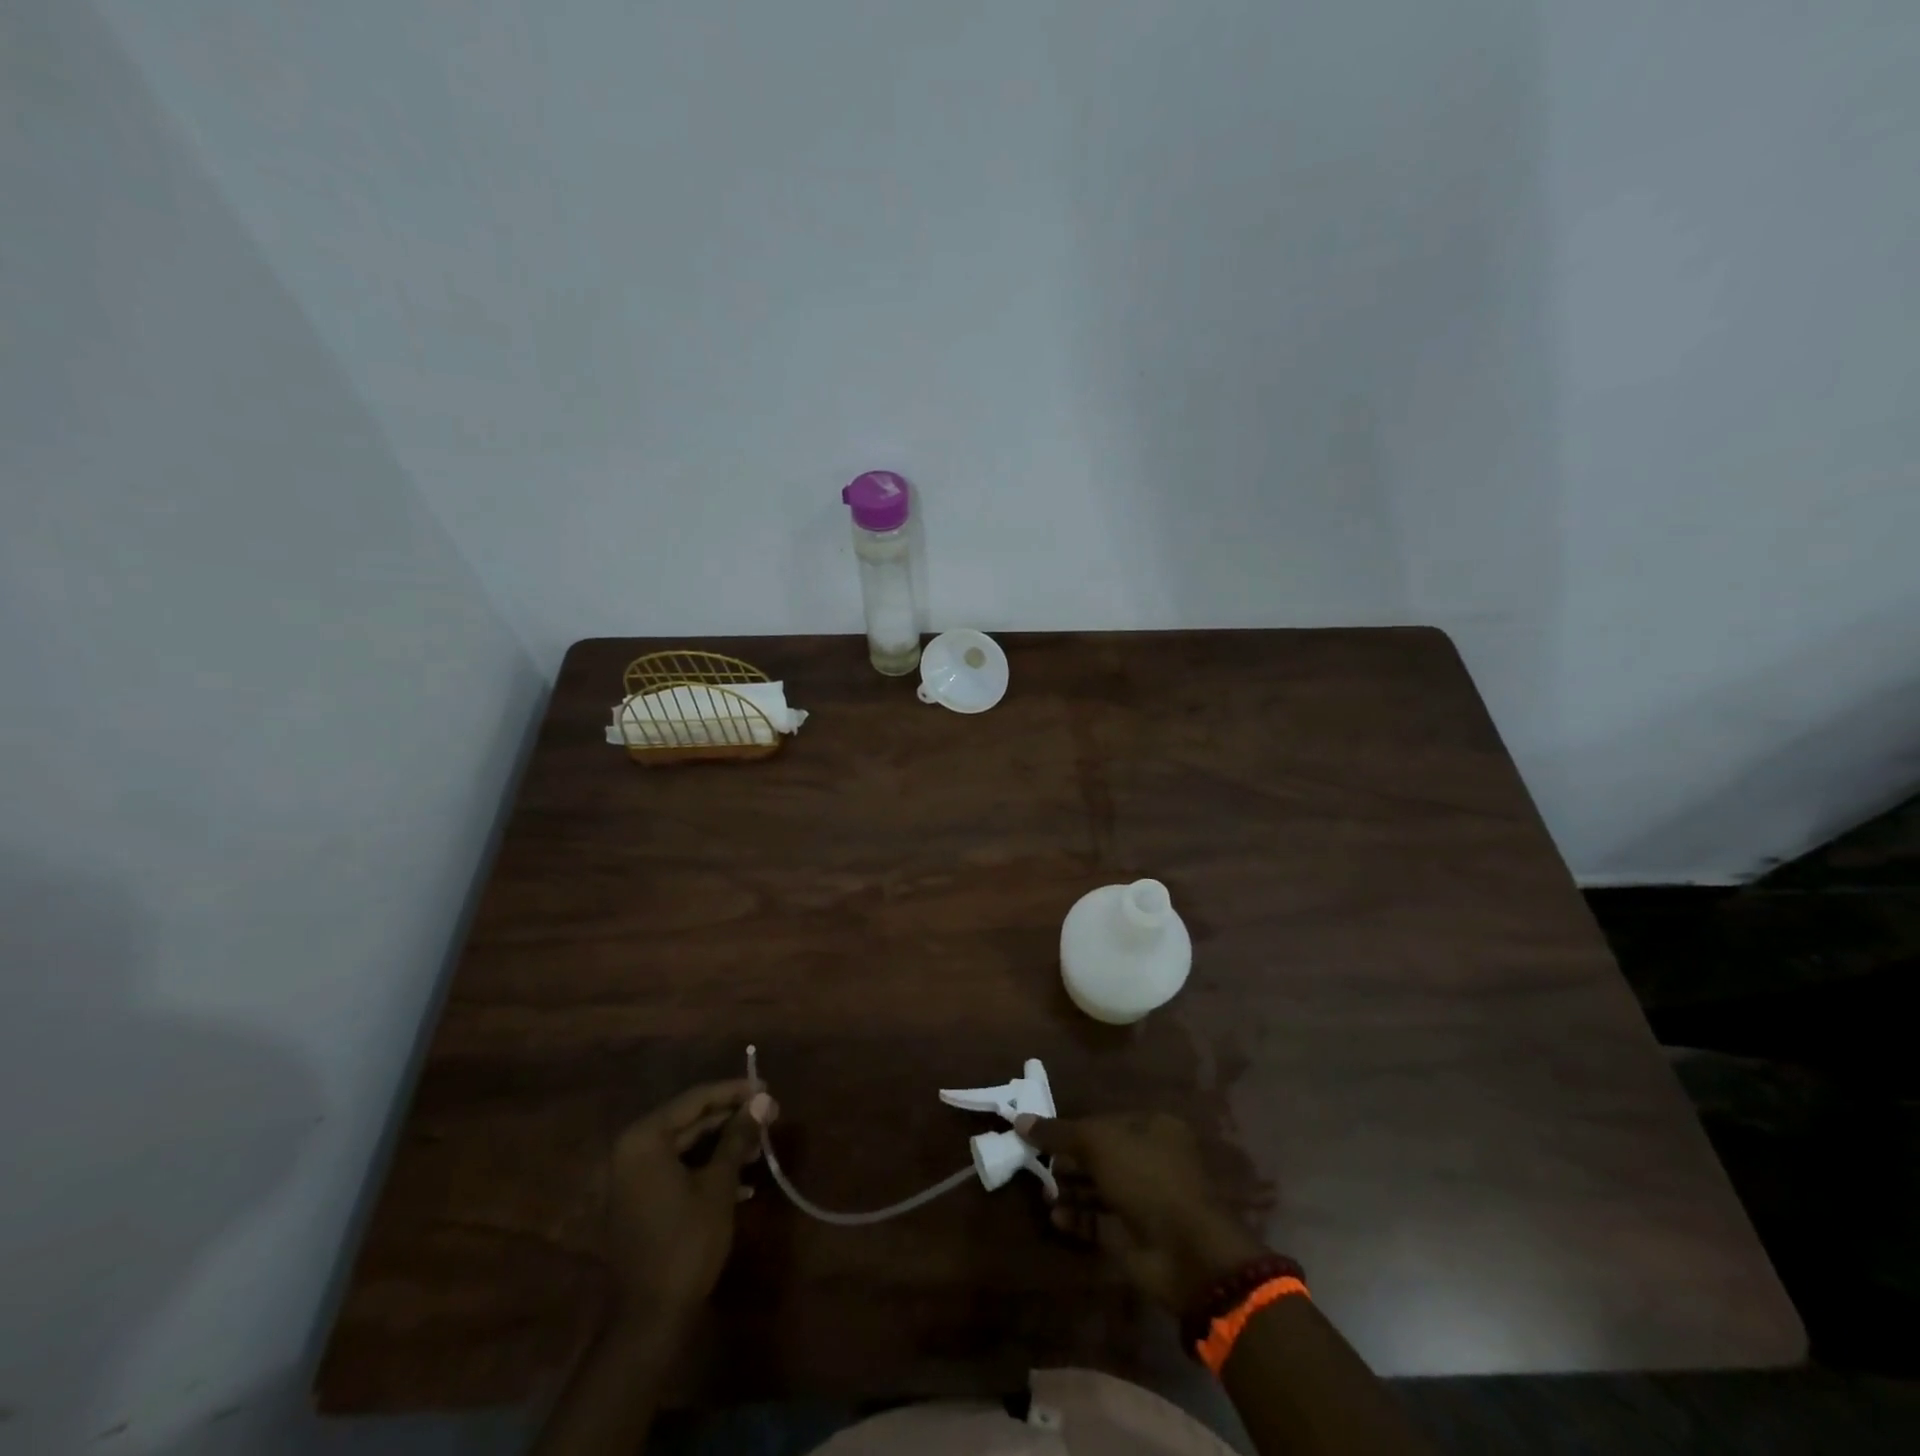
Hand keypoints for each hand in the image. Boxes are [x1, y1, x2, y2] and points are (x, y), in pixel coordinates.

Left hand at [605, 1080, 777, 1319]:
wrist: (649, 1318)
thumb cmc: (686, 1242)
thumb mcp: (719, 1184)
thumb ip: (738, 1136)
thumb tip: (763, 1100)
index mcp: (644, 1139)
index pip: (696, 1100)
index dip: (734, 1092)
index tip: (767, 1088)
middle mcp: (630, 1150)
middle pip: (689, 1120)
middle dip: (731, 1119)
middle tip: (769, 1116)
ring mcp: (631, 1177)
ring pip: (685, 1145)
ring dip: (722, 1144)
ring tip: (759, 1146)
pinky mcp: (638, 1200)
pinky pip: (676, 1168)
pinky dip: (706, 1167)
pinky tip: (741, 1179)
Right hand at [1016, 1111, 1265, 1311]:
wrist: (1185, 1253)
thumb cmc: (1146, 1179)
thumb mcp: (1098, 1143)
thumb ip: (1058, 1132)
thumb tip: (1020, 1120)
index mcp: (1153, 1129)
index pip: (1105, 1121)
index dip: (1073, 1127)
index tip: (1042, 1134)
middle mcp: (1150, 1160)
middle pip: (1100, 1155)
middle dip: (1068, 1160)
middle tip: (1036, 1163)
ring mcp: (1143, 1200)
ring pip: (1098, 1188)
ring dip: (1070, 1189)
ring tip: (1043, 1191)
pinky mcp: (1133, 1236)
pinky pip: (1099, 1221)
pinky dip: (1077, 1217)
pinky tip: (1055, 1216)